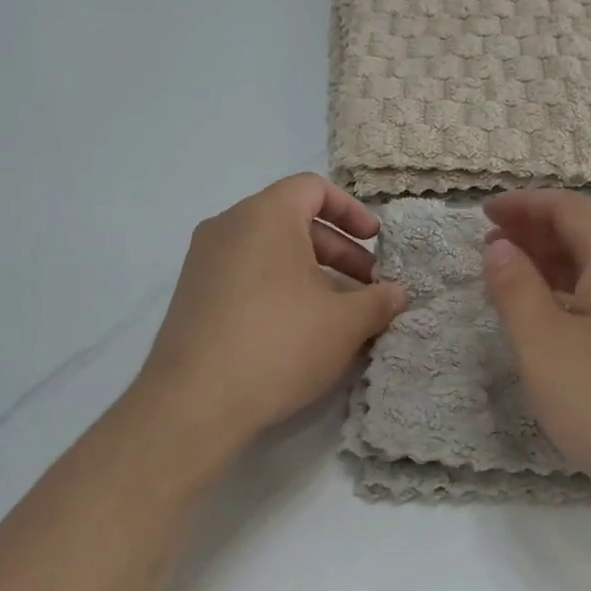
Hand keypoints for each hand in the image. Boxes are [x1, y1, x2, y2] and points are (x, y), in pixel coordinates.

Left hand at [138, 174, 408, 454]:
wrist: (194, 403)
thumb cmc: (279, 344)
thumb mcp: (344, 323)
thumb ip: (378, 301)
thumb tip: (398, 293)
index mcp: (265, 215)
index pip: (313, 188)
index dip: (352, 210)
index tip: (376, 241)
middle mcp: (229, 226)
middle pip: (293, 219)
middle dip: (338, 250)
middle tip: (368, 285)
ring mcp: (204, 260)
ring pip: (269, 250)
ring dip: (311, 271)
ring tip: (338, 311)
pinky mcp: (192, 294)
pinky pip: (245, 273)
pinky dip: (279, 287)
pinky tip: (299, 329)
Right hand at [482, 191, 590, 527]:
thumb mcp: (545, 347)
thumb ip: (515, 288)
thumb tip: (500, 246)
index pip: (568, 208)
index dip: (522, 205)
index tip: (484, 213)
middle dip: (538, 236)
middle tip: (494, 251)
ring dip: (562, 268)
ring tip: (523, 287)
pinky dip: (588, 296)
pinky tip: (570, 326)